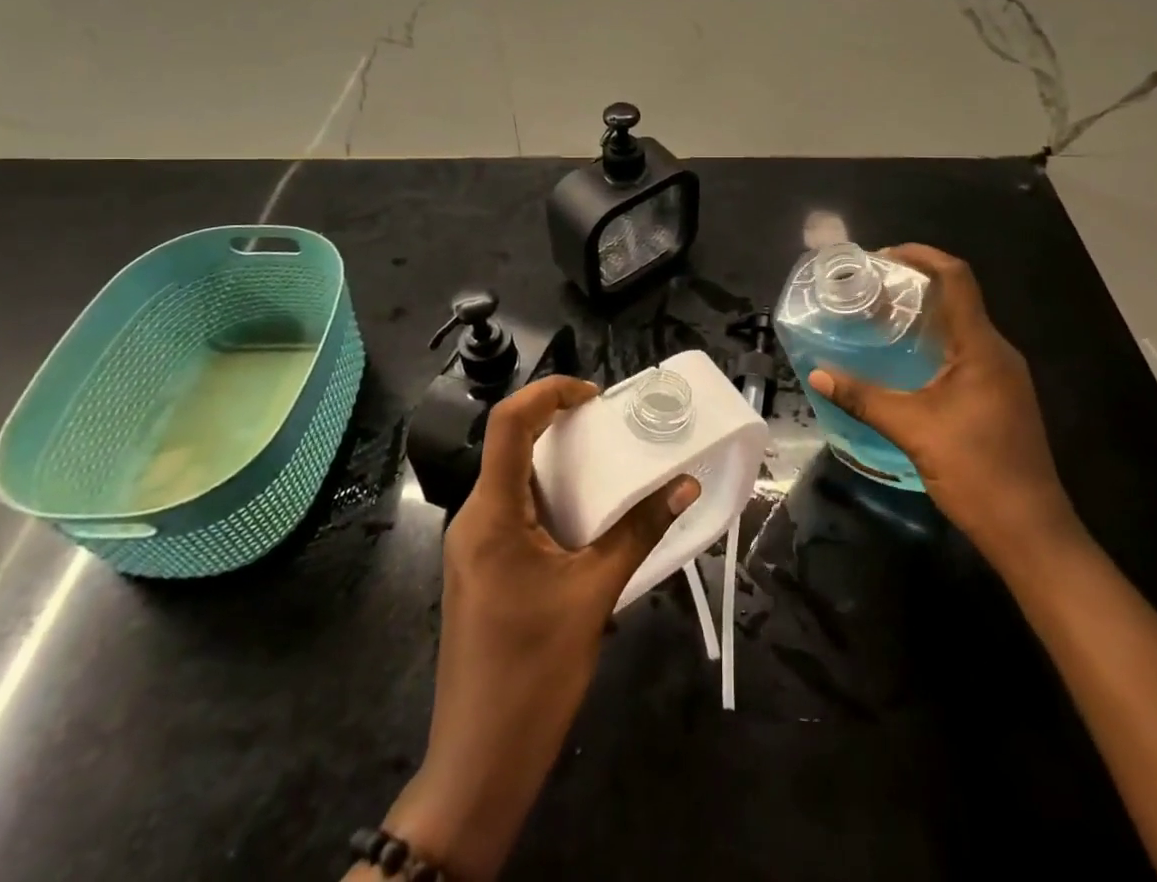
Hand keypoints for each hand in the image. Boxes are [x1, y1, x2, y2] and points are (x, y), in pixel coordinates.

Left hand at [379, 376, 698, 881]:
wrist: (479, 764)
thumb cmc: (534, 672)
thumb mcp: (594, 595)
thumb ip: (639, 532)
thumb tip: (685, 485)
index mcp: (491, 513)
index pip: (508, 423)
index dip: (548, 392)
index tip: (594, 395)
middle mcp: (473, 519)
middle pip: (509, 445)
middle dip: (558, 424)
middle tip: (610, 426)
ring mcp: (472, 547)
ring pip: (511, 480)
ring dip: (555, 463)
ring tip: (606, 464)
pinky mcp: (480, 570)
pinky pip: (512, 512)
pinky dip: (548, 497)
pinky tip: (585, 517)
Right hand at [808, 244, 1079, 563]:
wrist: (1031, 532)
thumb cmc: (977, 471)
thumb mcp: (913, 430)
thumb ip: (864, 398)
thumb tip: (817, 373)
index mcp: (983, 347)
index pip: (957, 278)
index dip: (922, 256)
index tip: (883, 255)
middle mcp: (997, 352)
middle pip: (958, 298)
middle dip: (915, 284)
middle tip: (871, 288)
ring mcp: (1003, 376)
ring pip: (962, 327)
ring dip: (924, 315)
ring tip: (880, 318)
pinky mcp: (1000, 397)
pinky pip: (965, 352)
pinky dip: (934, 343)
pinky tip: (905, 362)